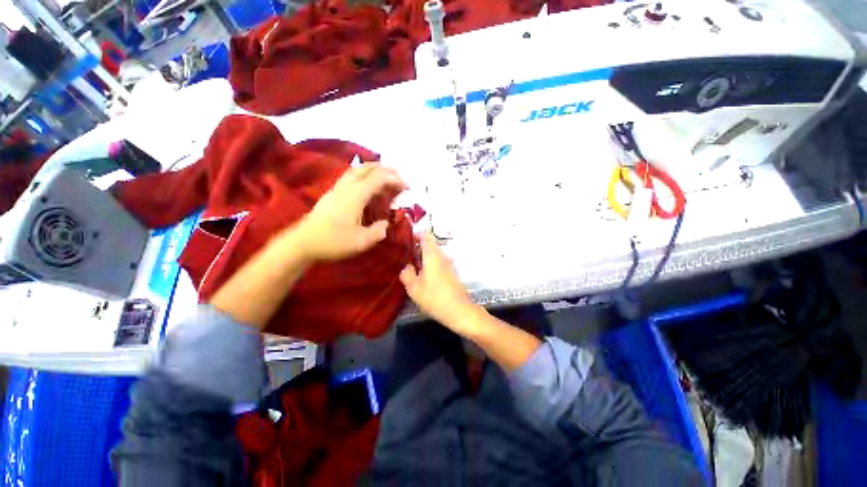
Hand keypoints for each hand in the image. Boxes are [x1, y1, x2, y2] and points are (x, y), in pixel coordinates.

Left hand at [293, 163, 404, 260]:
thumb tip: (386, 224)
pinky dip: (365, 175)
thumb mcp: (361, 242)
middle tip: (399, 178)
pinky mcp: (332, 192)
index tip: (406, 187)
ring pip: (358, 169)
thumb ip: (378, 232)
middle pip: (368, 167)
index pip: (378, 178)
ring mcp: (337, 188)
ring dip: (375, 170)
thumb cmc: (332, 242)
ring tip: (387, 179)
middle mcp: (347, 186)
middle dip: (386, 169)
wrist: (303, 242)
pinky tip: (368, 186)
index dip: (394, 179)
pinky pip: (352, 176)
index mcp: (356, 196)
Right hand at [400, 232, 480, 331]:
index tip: (408, 234)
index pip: (426, 237)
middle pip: (431, 245)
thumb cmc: (435, 298)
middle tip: (405, 249)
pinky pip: (439, 262)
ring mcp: (448, 264)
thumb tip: (406, 266)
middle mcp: (442, 256)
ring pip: (435, 254)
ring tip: (412, 261)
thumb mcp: (414, 288)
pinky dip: (431, 263)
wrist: (459, 310)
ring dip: (425, 255)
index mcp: (432, 256)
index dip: (418, 233)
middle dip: (419, 245)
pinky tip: (423, 273)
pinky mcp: (451, 273)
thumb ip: (407, 274)